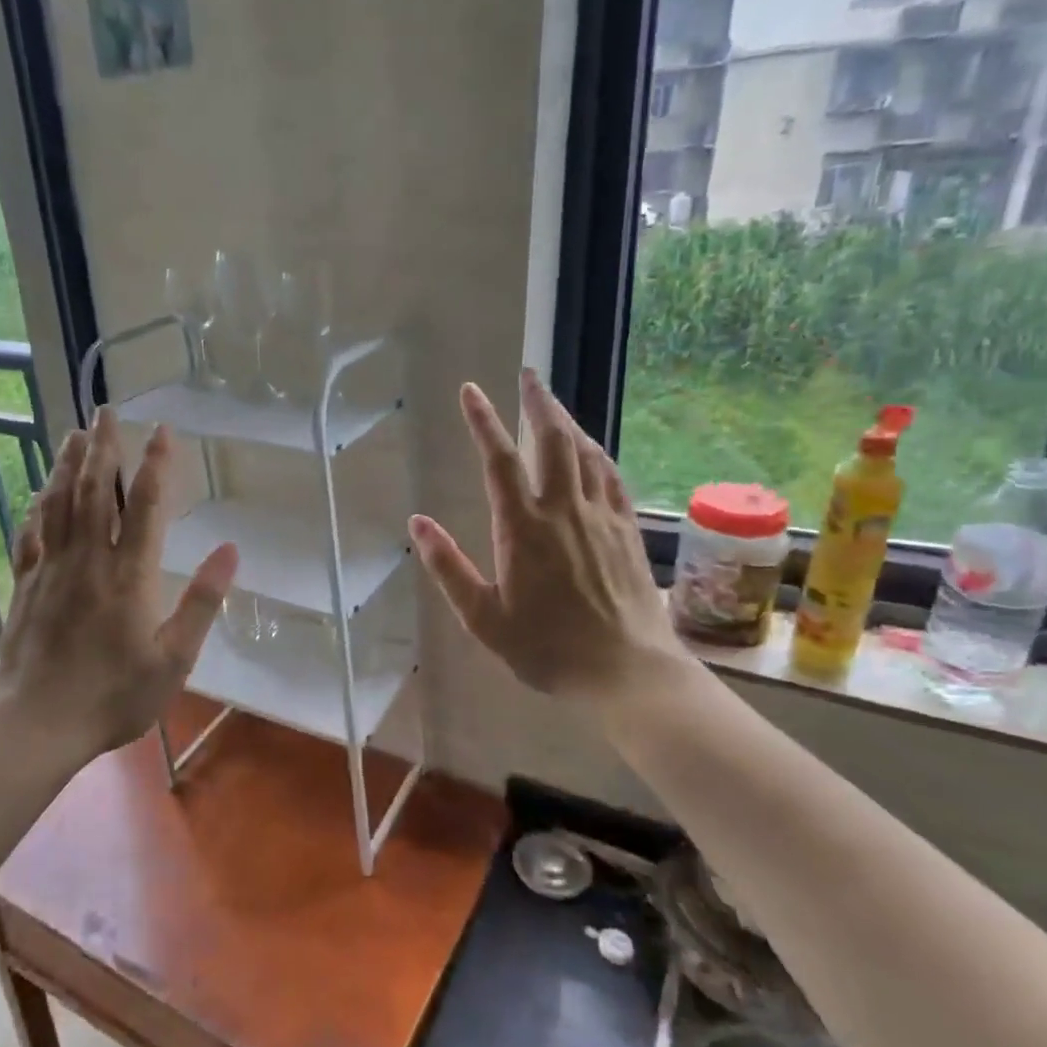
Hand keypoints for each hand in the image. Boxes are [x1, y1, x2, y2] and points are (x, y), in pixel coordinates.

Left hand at [0, 409, 237, 763]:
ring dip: (67, 464)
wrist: (36, 724)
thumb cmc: (113, 696)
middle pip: (95, 490)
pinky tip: (39, 493)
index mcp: (129, 575)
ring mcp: (51, 569)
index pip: (145, 505)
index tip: (162, 431)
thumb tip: (230, 550)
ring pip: (59, 503)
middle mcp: (88, 560)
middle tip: (106, 410)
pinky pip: (30, 534)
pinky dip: (37, 507)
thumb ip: (202, 602)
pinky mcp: (25, 585)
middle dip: (103, 447)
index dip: (156, 464)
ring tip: (74, 433)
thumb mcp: (174, 659)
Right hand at [409, 369, 692, 701]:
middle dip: (537, 403)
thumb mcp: (483, 618)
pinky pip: (612, 477)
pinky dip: (597, 453)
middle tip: (527, 375)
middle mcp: (564, 511)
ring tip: (553, 404)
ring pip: (586, 453)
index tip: (470, 390)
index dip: (482, 421)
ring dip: (567, 421)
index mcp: (524, 528)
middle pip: (552, 441)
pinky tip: (592, 450)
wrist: (627, 671)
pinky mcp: (628, 530)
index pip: (499, 461)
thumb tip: (418, 523)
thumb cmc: (547, 648)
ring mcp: (601, 517)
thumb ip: (448, 568)